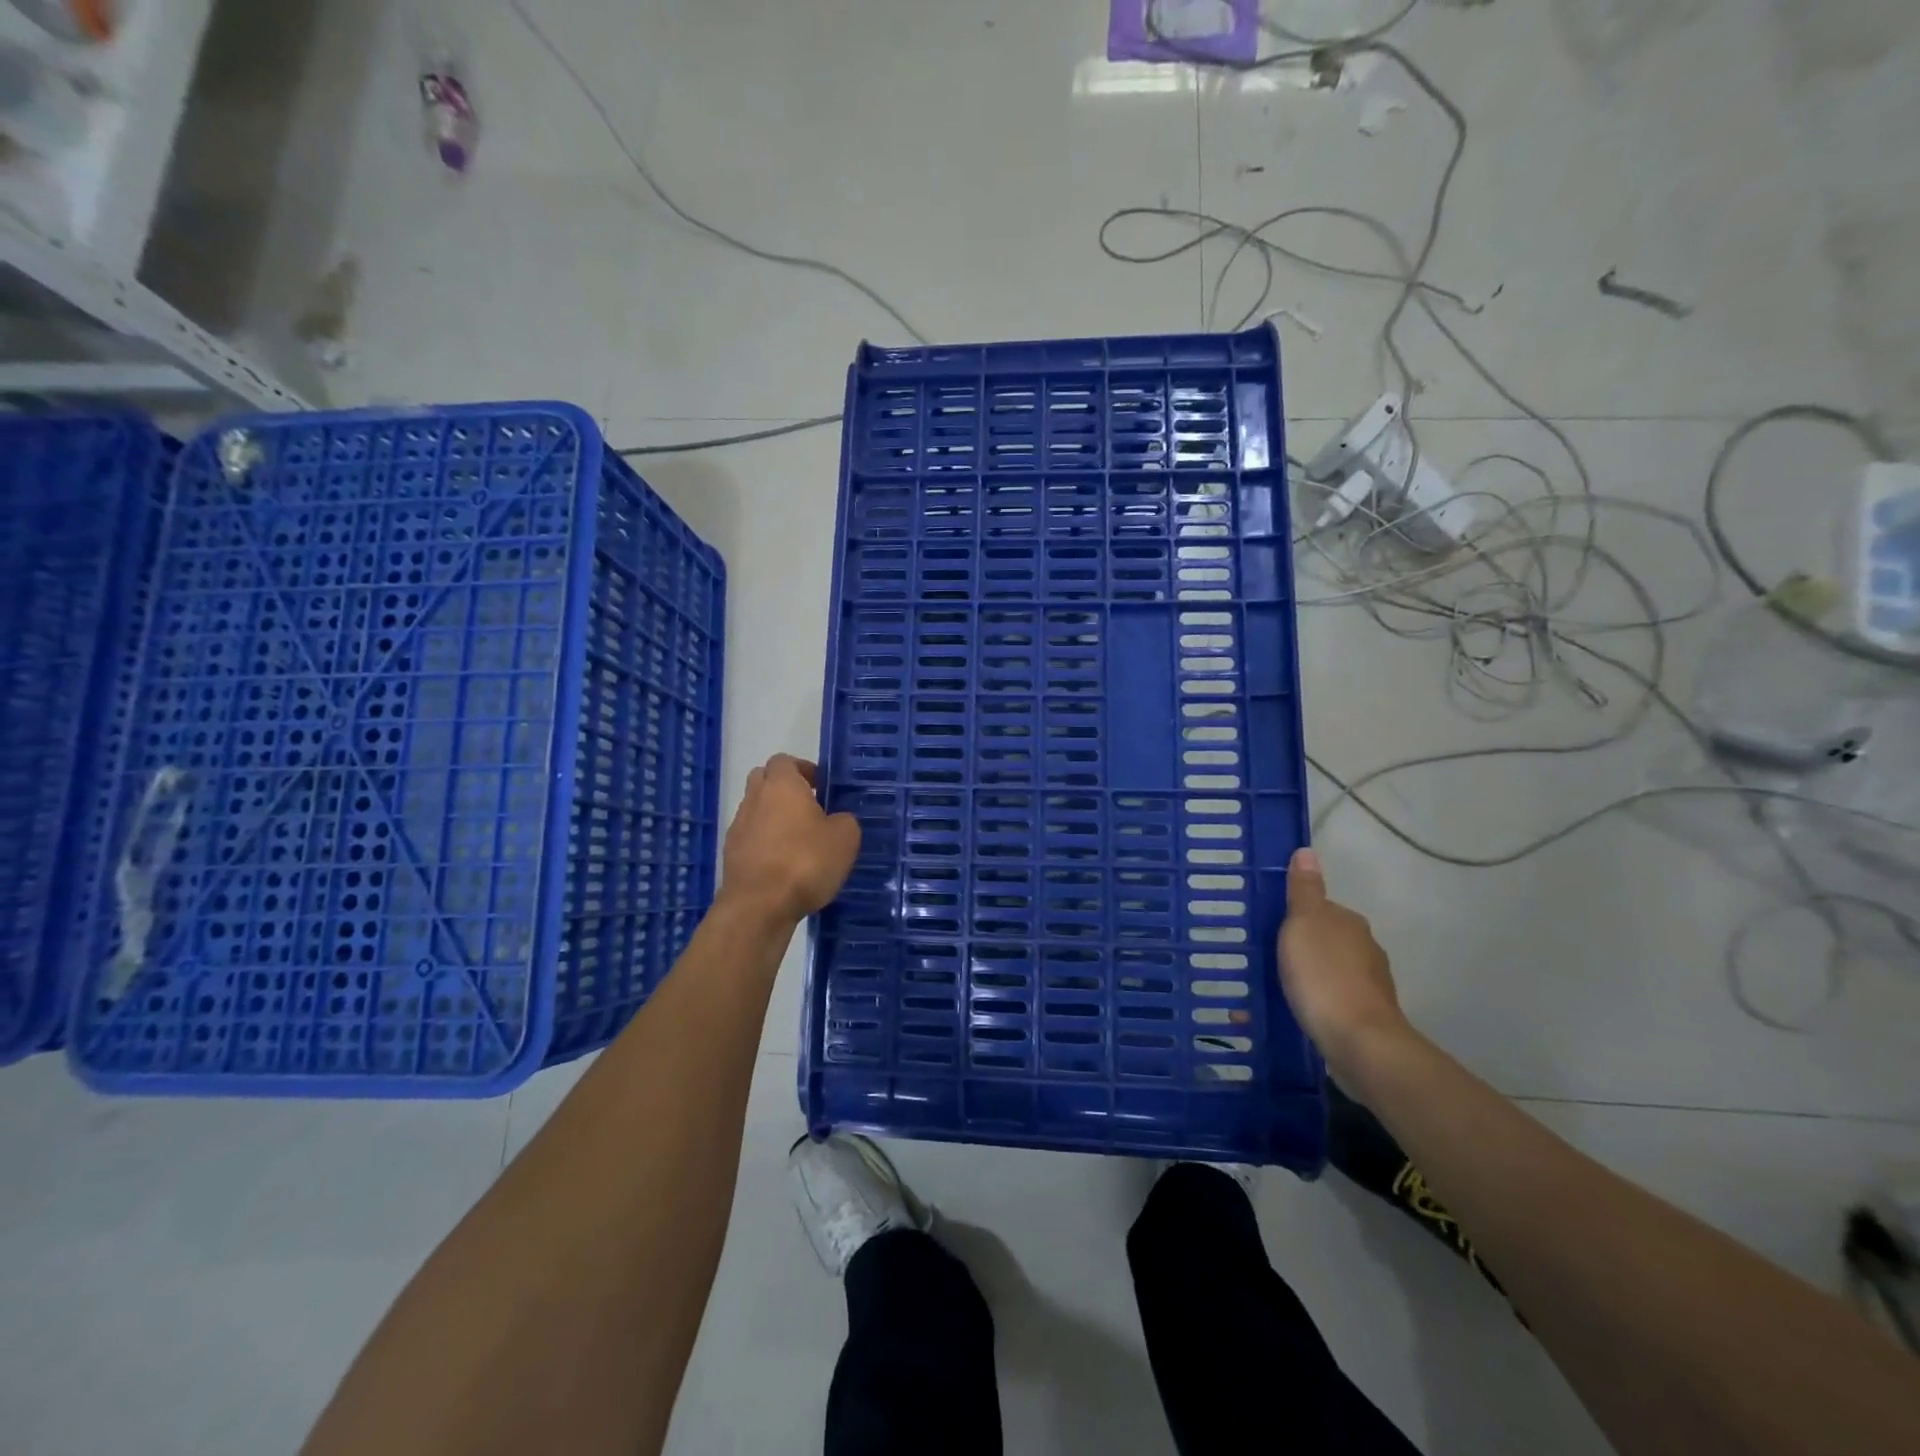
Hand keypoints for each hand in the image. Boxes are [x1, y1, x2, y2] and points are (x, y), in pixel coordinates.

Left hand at [717, 755, 859, 926]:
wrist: (759, 906)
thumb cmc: (805, 862)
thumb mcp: (845, 838)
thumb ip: (844, 820)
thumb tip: (837, 820)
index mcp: (782, 785)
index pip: (785, 760)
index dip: (803, 770)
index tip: (821, 787)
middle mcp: (755, 799)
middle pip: (764, 780)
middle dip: (784, 789)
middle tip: (809, 808)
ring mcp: (738, 827)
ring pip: (756, 810)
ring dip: (774, 818)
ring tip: (799, 841)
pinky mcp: (731, 854)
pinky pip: (750, 837)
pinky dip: (765, 843)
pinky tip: (784, 865)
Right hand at [1277, 848, 1409, 1076]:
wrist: (1359, 1043)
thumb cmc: (1324, 976)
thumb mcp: (1303, 924)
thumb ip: (1304, 891)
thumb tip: (1307, 852)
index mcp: (1349, 923)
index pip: (1319, 908)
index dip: (1293, 915)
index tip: (1266, 926)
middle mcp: (1364, 950)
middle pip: (1323, 940)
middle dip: (1296, 948)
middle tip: (1260, 957)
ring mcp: (1367, 987)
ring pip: (1324, 973)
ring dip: (1300, 978)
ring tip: (1265, 990)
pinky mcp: (1362, 1018)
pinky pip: (1326, 1003)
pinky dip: (1306, 1005)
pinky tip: (1282, 1016)